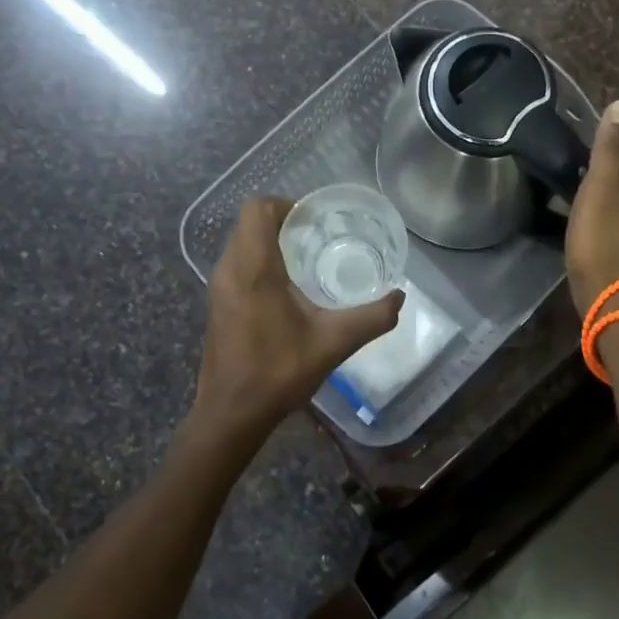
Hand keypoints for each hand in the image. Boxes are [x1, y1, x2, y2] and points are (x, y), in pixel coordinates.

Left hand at [187, 197, 403, 455]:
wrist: (231, 414)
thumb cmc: (278, 372)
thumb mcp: (333, 343)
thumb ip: (372, 318)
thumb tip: (400, 297)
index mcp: (253, 268)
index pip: (258, 209)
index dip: (286, 205)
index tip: (315, 220)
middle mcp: (229, 269)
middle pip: (250, 222)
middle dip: (283, 220)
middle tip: (318, 235)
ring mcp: (218, 286)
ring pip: (242, 242)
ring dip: (270, 240)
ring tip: (307, 258)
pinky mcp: (218, 303)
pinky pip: (237, 263)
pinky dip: (260, 260)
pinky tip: (287, 288)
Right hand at [566, 100, 618, 313]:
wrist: (616, 307)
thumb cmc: (602, 245)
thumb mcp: (599, 191)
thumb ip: (611, 150)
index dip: (608, 163)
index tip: (584, 174)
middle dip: (615, 185)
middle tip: (582, 196)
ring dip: (618, 209)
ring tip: (588, 217)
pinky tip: (601, 240)